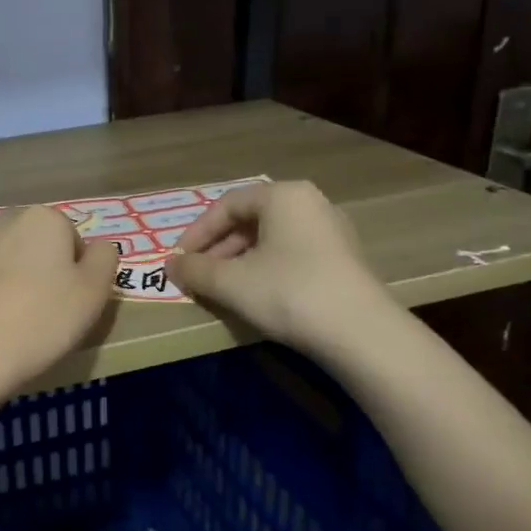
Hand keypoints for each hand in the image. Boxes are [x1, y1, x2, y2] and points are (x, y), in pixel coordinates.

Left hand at [0, 206, 119, 388]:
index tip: (71, 303)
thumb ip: (105, 259)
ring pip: (1, 260)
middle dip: (41, 270)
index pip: (72, 239)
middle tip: (45, 312)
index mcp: (44, 219)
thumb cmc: (43, 319)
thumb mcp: (94, 292)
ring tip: (13, 322)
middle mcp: (3, 221)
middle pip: (34, 244)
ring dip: (9, 280)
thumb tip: (99, 245)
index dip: (77, 272)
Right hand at [170, 180, 388, 349]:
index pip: (227, 205)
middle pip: (250, 220)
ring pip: (270, 239)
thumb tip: (170, 266)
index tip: (179, 260)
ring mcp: (331, 232)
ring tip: (221, 288)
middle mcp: (310, 203)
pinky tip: (254, 295)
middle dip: (217, 249)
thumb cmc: (288, 292)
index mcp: (283, 196)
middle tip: (197, 276)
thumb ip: (194, 270)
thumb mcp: (230, 282)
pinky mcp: (343, 260)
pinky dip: (264, 269)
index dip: (196, 233)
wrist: (360, 333)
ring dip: (238, 261)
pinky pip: (291, 254)